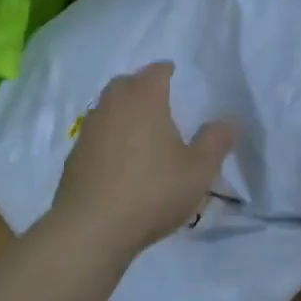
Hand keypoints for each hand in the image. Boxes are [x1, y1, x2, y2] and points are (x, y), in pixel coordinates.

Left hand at [49, 63, 234, 256]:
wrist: (91, 230)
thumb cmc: (152, 191)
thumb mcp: (199, 170)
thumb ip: (215, 141)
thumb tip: (226, 121)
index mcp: (144, 99)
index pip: (157, 71)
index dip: (169, 72)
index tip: (179, 79)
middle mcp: (113, 106)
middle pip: (127, 84)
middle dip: (143, 88)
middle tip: (162, 103)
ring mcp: (89, 131)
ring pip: (108, 109)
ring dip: (124, 114)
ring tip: (143, 134)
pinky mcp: (74, 158)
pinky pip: (97, 136)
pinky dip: (109, 140)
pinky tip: (121, 163)